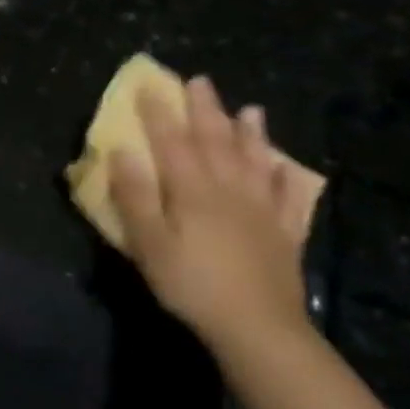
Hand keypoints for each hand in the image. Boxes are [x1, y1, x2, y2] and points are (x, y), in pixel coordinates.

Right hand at [107, 76, 310, 352]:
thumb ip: (134, 195)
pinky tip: (285, 167)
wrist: (256, 326)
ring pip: (254, 161)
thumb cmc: (190, 283)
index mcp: (192, 190)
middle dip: (205, 110)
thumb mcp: (148, 242)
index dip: (158, 113)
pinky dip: (285, 177)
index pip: (171, 142)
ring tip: (251, 109)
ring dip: (250, 134)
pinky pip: (288, 197)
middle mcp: (229, 189)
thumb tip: (121, 151)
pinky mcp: (284, 234)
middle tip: (200, 81)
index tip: (148, 86)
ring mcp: (261, 210)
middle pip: (215, 141)